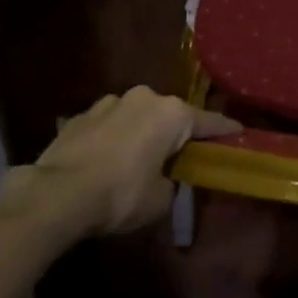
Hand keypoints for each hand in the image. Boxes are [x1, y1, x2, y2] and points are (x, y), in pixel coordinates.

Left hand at [18, 87, 239, 237]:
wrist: (58, 193)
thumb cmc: (121, 194)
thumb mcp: (160, 199)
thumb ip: (172, 182)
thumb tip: (165, 178)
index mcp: (172, 114)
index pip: (209, 122)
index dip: (225, 131)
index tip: (239, 132)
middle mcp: (144, 98)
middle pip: (170, 115)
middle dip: (176, 133)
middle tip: (180, 155)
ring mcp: (109, 102)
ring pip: (137, 116)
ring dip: (141, 133)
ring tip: (137, 159)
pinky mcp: (81, 115)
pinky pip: (109, 125)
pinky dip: (114, 138)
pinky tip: (107, 161)